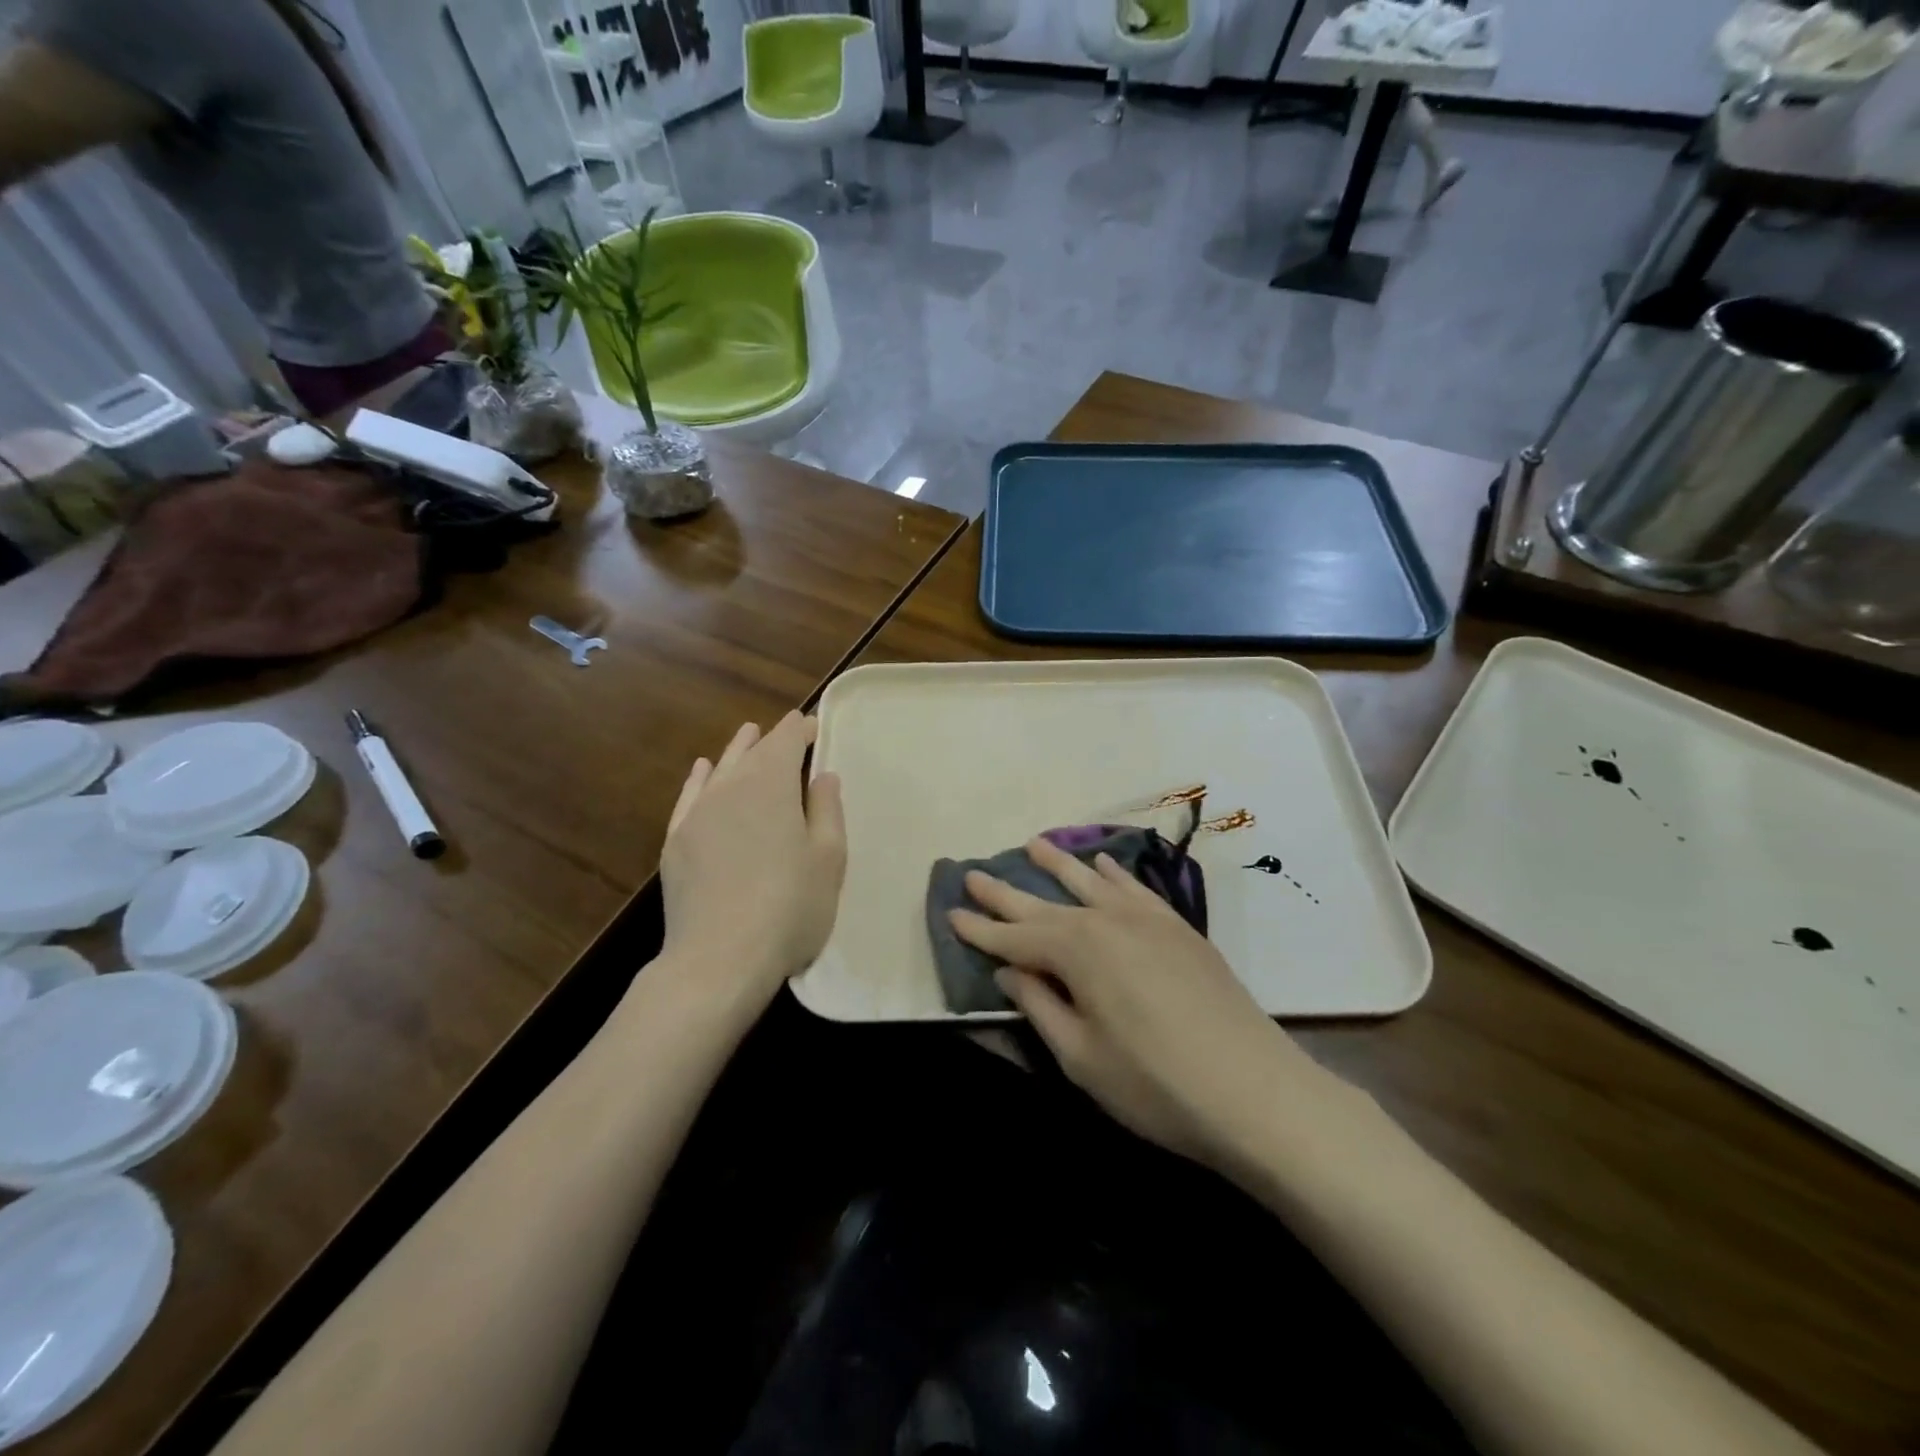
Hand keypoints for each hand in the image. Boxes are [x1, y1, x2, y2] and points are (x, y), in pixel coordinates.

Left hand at [660, 713, 845, 1005]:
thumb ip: (826, 810)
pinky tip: (703, 770)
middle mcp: (730, 788)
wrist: (720, 958)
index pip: (786, 741)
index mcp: (771, 785)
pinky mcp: (676, 842)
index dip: (801, 729)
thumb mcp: (828, 858)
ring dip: (737, 751)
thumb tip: (822, 774)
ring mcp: (697, 814)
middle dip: (772, 739)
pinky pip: (689, 796)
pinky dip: (699, 779)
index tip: (813, 726)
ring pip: (720, 769)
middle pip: (752, 752)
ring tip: (747, 734)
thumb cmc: (790, 907)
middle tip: (787, 730)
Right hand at [949, 838, 1337, 1170]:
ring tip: (1032, 843)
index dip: (979, 930)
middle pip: (1044, 904)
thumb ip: (1039, 1005)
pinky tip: (1102, 863)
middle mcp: (1106, 921)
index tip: (949, 912)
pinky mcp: (1178, 928)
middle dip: (1005, 892)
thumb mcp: (1081, 1057)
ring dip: (1058, 865)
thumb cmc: (1155, 1085)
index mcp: (1076, 951)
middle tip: (972, 873)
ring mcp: (1147, 920)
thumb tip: (1009, 969)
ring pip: (1090, 882)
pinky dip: (1113, 874)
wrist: (1256, 1092)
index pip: (1013, 937)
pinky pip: (1135, 888)